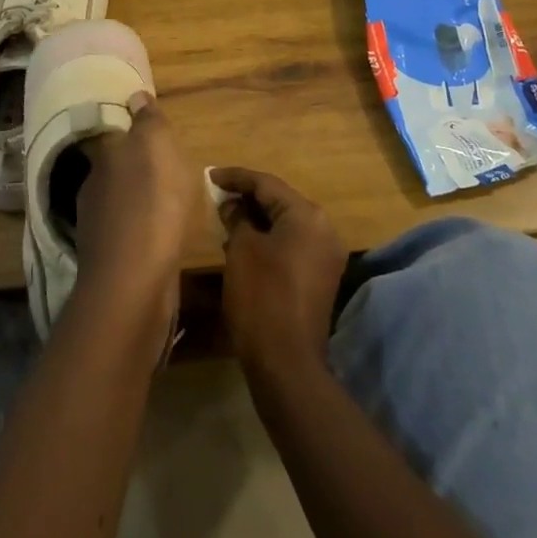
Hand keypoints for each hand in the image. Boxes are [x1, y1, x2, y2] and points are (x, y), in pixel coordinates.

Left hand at [73, 93, 202, 312]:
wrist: (135, 281)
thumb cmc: (152, 204)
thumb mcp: (157, 147)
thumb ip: (147, 122)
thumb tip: (135, 96)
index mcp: (104, 156)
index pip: (112, 134)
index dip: (129, 132)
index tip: (146, 131)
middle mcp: (93, 186)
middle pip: (115, 168)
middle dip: (134, 167)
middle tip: (164, 167)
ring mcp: (98, 225)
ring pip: (120, 201)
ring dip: (138, 199)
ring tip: (167, 202)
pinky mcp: (110, 258)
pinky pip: (130, 231)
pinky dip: (142, 228)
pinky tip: (161, 234)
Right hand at [212, 167, 347, 373]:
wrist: (286, 362)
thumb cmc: (261, 296)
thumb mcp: (241, 250)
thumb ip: (237, 218)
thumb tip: (233, 205)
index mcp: (307, 216)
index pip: (267, 184)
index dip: (236, 177)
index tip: (210, 175)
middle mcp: (323, 229)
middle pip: (280, 201)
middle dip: (247, 197)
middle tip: (217, 195)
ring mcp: (325, 255)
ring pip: (286, 224)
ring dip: (257, 219)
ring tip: (225, 217)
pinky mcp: (320, 277)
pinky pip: (292, 244)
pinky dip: (269, 238)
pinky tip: (244, 243)